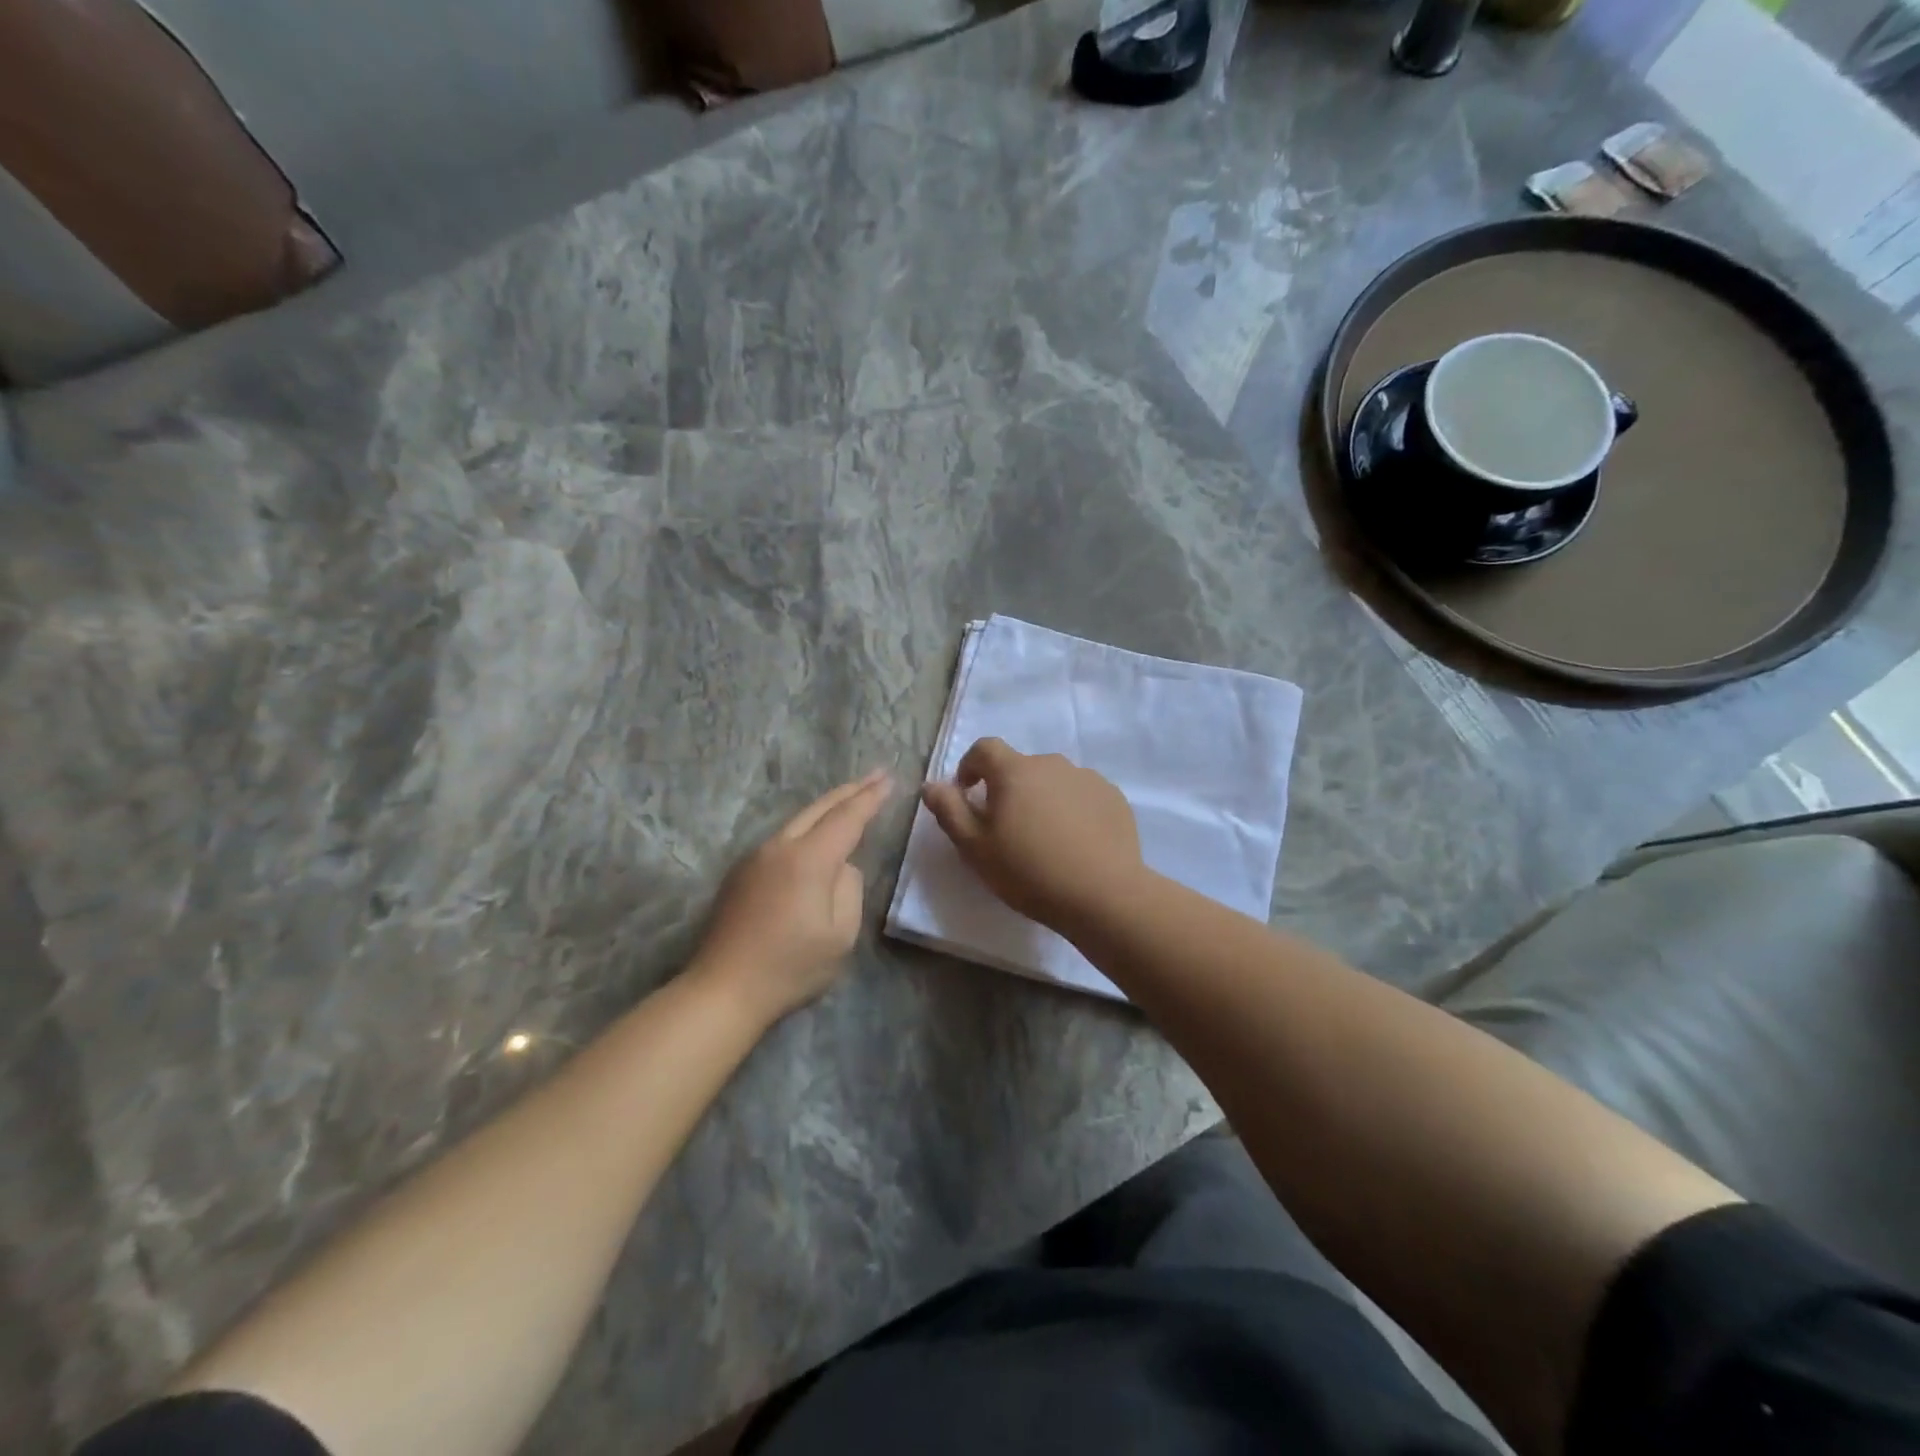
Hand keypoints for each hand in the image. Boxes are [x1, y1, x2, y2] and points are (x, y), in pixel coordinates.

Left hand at [695, 770, 892, 1025]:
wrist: (723, 989)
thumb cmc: (790, 966)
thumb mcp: (840, 935)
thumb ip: (849, 890)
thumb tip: (841, 868)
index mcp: (809, 859)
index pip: (847, 818)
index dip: (870, 798)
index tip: (889, 779)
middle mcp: (780, 847)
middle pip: (820, 808)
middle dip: (851, 790)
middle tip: (876, 775)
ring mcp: (755, 858)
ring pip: (798, 820)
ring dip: (827, 807)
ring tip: (850, 798)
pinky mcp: (741, 873)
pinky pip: (783, 838)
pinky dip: (807, 826)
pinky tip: (815, 834)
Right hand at [921, 739, 1144, 934]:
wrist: (1103, 894)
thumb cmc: (1029, 871)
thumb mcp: (975, 847)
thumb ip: (949, 811)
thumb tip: (931, 785)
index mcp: (1015, 771)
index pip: (984, 748)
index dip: (970, 766)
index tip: (968, 793)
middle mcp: (1052, 764)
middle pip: (1020, 767)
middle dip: (1008, 789)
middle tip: (1007, 829)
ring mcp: (1087, 778)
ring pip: (1053, 781)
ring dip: (1041, 799)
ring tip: (1044, 839)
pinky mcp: (1113, 798)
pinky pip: (1081, 796)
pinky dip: (1072, 810)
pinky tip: (1075, 843)